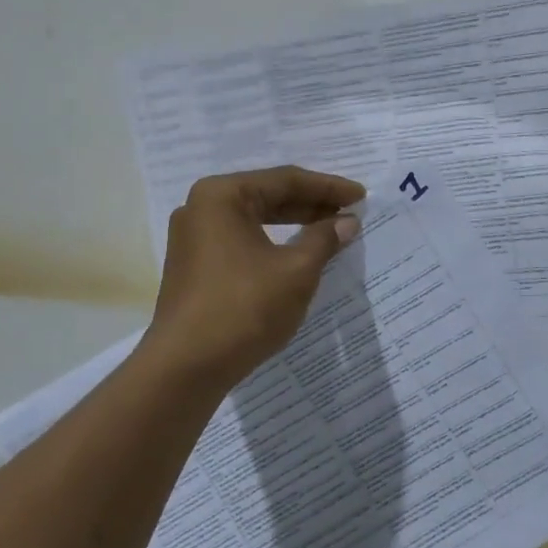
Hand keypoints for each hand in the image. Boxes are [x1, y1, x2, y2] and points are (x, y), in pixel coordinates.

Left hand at [141, 166, 364, 388]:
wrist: (186, 367)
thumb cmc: (244, 309)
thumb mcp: (296, 271)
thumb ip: (324, 239)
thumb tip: (347, 221)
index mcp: (221, 196)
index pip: (285, 180)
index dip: (328, 188)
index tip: (360, 196)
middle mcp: (201, 208)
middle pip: (267, 196)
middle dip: (311, 204)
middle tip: (349, 213)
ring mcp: (192, 238)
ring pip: (254, 220)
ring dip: (293, 224)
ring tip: (330, 230)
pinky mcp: (193, 266)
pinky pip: (241, 241)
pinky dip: (272, 243)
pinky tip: (297, 254)